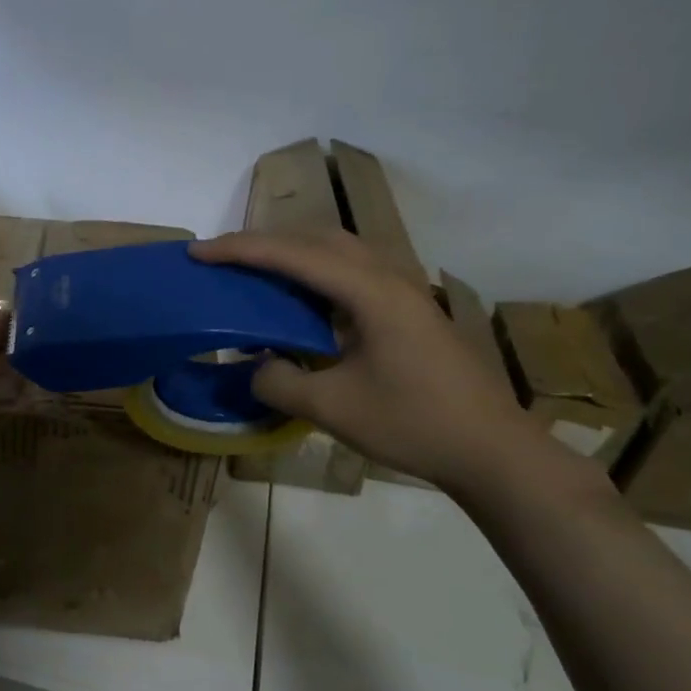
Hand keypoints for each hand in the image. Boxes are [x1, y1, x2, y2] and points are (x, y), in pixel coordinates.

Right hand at [191, 230, 556, 492]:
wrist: (492, 451)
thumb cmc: (414, 424)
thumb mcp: (332, 408)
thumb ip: (279, 381)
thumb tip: (258, 365)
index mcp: (371, 292)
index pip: (294, 256)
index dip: (240, 250)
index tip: (197, 253)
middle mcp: (389, 279)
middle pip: (319, 239)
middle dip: (266, 242)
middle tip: (223, 259)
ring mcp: (404, 294)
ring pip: (339, 253)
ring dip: (293, 256)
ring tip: (254, 275)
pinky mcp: (408, 313)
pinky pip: (351, 276)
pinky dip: (315, 278)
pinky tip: (298, 306)